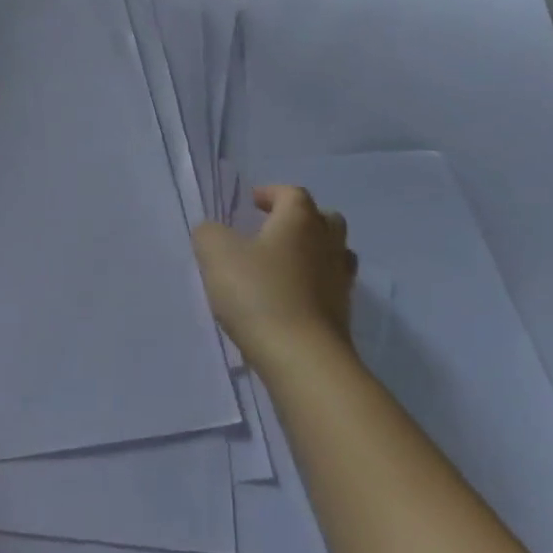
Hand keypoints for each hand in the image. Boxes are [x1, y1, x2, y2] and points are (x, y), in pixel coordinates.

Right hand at [192, 186, 356, 369]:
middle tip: (274, 229)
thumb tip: (213, 232)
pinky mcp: (343, 316)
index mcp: (300, 221)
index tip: (253, 202)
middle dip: (302, 219)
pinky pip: (330, 288)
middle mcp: (327, 244)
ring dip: (312, 252)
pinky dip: (313, 286)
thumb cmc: (259, 293)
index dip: (272, 193)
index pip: (292, 194)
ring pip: (334, 254)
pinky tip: (289, 298)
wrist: (303, 359)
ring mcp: (340, 281)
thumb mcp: (216, 254)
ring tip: (283, 264)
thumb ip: (209, 233)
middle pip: (325, 219)